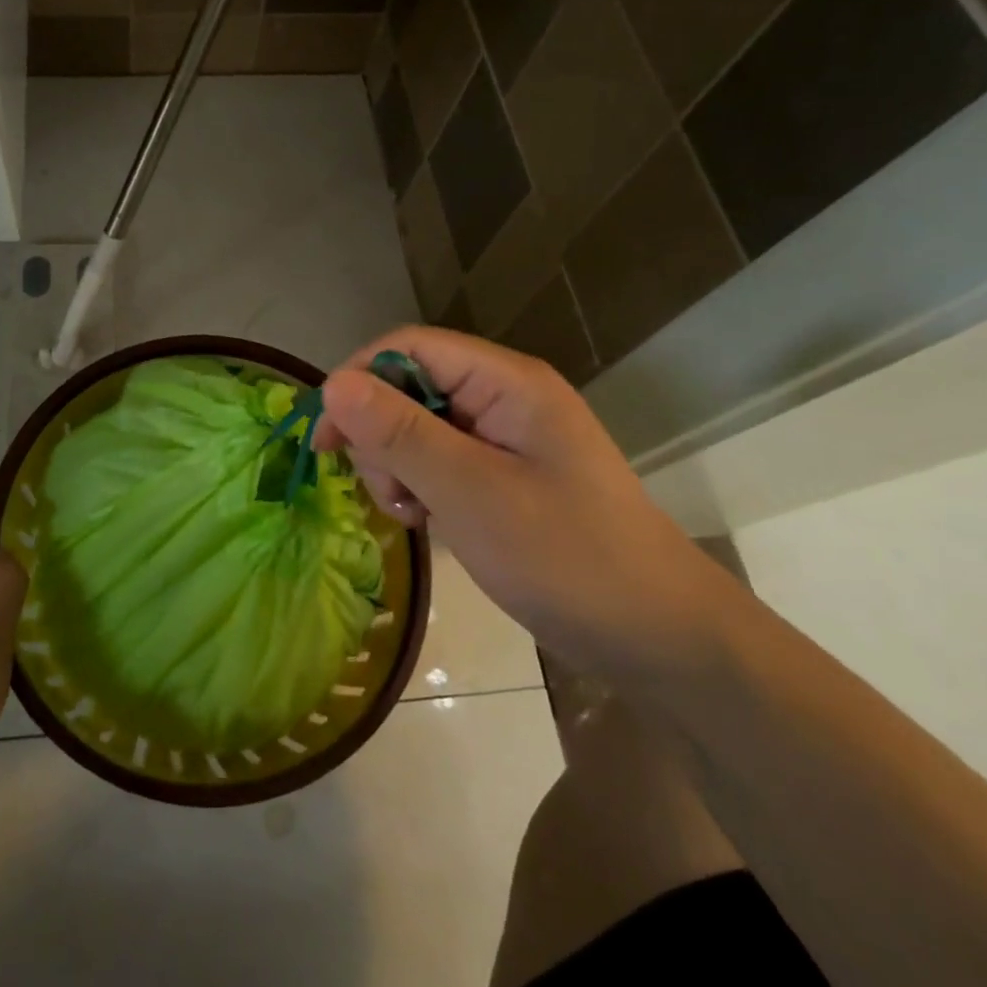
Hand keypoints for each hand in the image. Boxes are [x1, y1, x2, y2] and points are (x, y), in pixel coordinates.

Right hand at [312, 328, 739, 680]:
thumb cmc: (567, 558)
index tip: (327, 440)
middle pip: (410, 386)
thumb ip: (400, 434)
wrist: (659, 638)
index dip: (358, 381)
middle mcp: (503, 397)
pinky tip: (429, 521)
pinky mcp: (503, 473)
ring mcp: (505, 437)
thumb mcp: (471, 493)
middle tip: (390, 494)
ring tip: (414, 515)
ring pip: (417, 427)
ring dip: (398, 466)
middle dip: (380, 435)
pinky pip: (439, 460)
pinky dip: (421, 486)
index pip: (409, 348)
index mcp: (506, 382)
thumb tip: (332, 384)